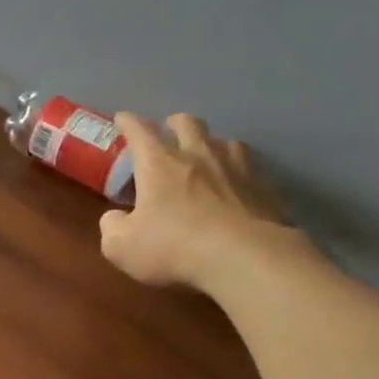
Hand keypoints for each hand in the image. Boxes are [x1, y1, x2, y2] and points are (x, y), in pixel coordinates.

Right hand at [99, 113, 297, 289]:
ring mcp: (237, 169)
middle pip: (187, 122)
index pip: (139, 130)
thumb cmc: (175, 247)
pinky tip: (238, 189)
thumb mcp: (122, 247)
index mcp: (159, 163)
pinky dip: (241, 174)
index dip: (128, 122)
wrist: (247, 260)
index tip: (122, 119)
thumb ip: (112, 227)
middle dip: (175, 124)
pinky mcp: (266, 189)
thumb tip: (115, 219)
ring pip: (226, 141)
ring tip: (208, 159)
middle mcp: (198, 155)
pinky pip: (252, 170)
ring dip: (213, 145)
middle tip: (169, 134)